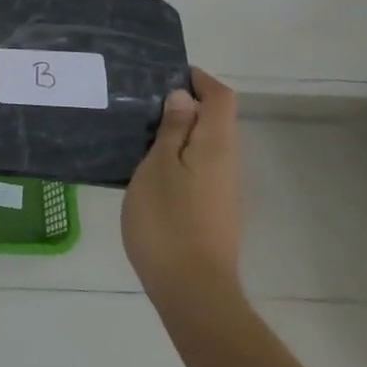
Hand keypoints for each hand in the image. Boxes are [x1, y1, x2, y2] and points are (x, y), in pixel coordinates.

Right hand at [121, 68, 243, 305]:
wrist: (193, 292)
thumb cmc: (169, 221)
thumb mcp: (158, 167)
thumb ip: (173, 130)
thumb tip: (183, 97)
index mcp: (217, 146)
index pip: (221, 97)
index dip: (199, 80)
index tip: (166, 74)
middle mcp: (228, 163)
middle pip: (215, 120)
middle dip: (183, 105)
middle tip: (142, 103)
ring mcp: (223, 190)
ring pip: (204, 146)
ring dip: (178, 133)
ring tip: (139, 134)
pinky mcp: (213, 212)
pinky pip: (198, 169)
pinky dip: (177, 158)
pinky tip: (148, 170)